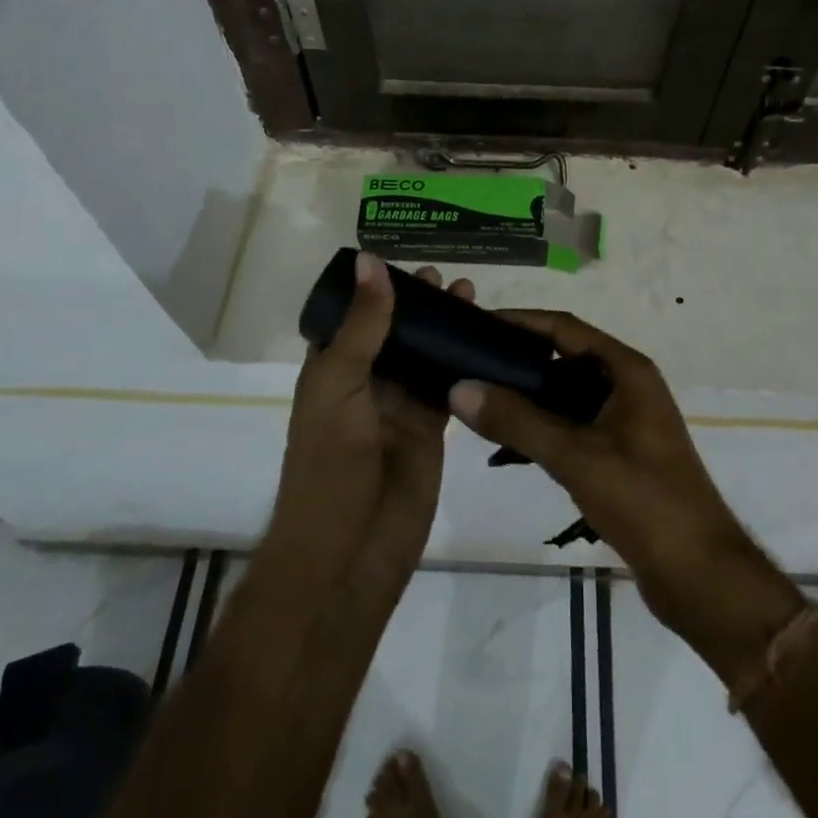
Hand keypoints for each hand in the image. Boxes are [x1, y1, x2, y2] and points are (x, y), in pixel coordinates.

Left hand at [262, 253, 457, 602]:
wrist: (348, 557)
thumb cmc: (329, 467)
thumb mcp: (339, 386)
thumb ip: (363, 325)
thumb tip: (371, 260)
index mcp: (331, 368)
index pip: (354, 315)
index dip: (376, 288)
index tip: (407, 261)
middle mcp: (365, 382)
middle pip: (395, 331)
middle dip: (419, 304)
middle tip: (448, 278)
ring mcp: (399, 406)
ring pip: (426, 354)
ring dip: (445, 327)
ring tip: (470, 296)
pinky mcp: (430, 428)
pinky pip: (449, 384)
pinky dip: (466, 361)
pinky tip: (487, 337)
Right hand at [447, 310, 803, 680]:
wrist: (701, 577)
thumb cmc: (644, 500)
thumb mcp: (576, 456)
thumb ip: (517, 421)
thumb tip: (460, 388)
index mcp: (627, 371)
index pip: (565, 327)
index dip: (521, 321)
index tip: (478, 324)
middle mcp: (627, 387)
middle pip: (564, 360)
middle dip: (518, 362)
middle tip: (469, 367)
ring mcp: (625, 423)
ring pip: (565, 398)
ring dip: (527, 402)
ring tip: (479, 407)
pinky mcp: (620, 456)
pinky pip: (572, 429)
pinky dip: (541, 433)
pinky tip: (506, 450)